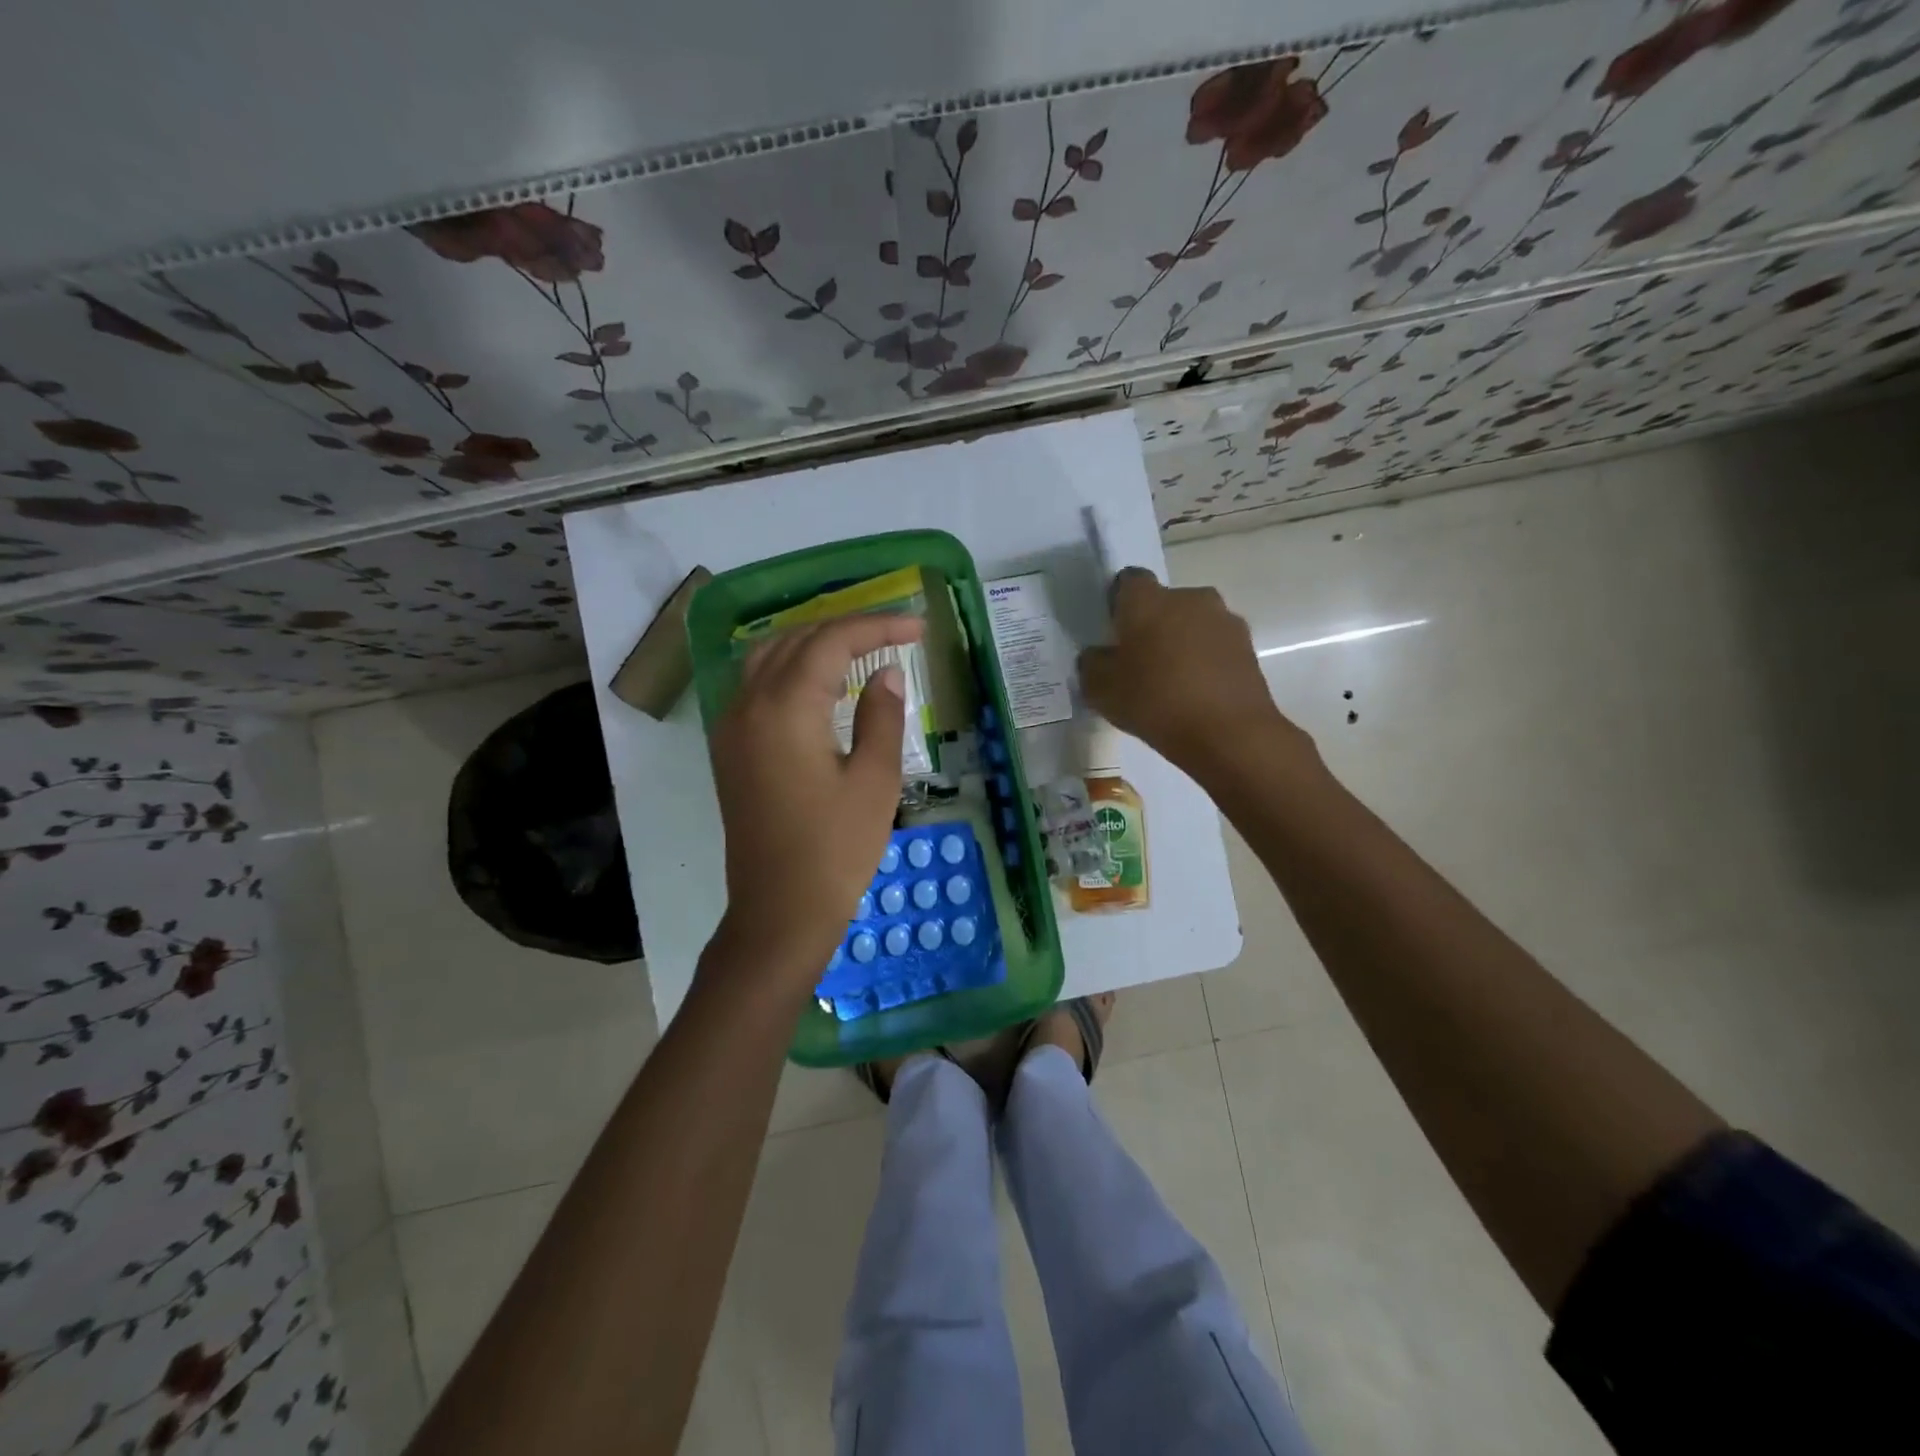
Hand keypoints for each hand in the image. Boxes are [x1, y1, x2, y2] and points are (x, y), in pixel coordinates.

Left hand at [707, 614, 922, 986]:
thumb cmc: (835, 850)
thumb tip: (886, 672)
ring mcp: (731, 726)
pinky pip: (755, 685)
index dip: (878, 626)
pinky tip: (820, 687)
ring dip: (813, 644)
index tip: (918, 629)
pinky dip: (789, 669)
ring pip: (768, 657)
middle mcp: (748, 704)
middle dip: (846, 629)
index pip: (832, 641)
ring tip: (859, 652)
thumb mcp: (875, 781)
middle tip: (894, 635)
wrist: (779, 911)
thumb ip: (882, 716)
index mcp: (785, 708)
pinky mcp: (729, 748)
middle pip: (795, 639)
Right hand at [1078, 568, 1312, 776]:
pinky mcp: (1248, 647)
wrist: (1228, 733)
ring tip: (1171, 683)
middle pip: (1164, 603)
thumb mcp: (1101, 690)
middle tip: (1139, 663)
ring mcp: (1224, 620)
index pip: (1128, 581)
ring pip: (1193, 624)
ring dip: (1181, 643)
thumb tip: (1098, 655)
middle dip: (1152, 625)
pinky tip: (1196, 695)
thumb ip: (1092, 664)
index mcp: (1148, 600)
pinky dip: (1205, 662)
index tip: (1114, 633)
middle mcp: (1189, 597)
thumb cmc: (1156, 702)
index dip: (1119, 604)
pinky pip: (1215, 647)